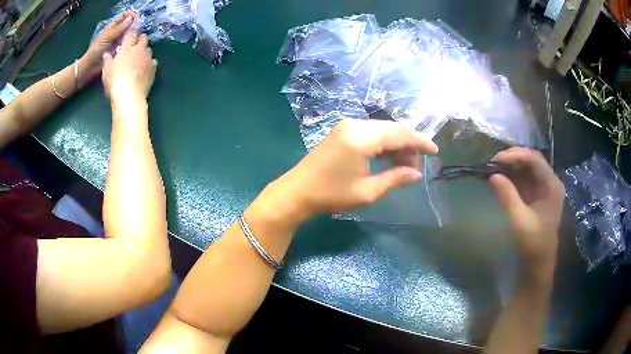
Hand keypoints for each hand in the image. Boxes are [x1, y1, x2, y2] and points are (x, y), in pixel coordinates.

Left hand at [80, 12, 137, 84]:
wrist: (90, 68)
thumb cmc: (96, 51)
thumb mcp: (107, 37)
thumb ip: (118, 28)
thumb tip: (131, 18)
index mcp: (112, 27)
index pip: (124, 16)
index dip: (130, 15)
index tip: (137, 18)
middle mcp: (116, 33)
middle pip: (127, 25)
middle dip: (133, 24)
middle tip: (138, 28)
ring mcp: (117, 42)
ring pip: (128, 34)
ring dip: (133, 34)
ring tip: (137, 36)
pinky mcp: (119, 51)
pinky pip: (127, 45)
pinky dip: (131, 43)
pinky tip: (134, 45)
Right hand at [102, 33, 157, 103]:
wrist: (129, 96)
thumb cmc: (115, 81)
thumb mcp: (106, 71)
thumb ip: (107, 60)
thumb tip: (107, 54)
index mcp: (128, 47)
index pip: (131, 34)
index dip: (129, 35)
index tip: (127, 38)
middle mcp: (140, 50)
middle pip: (143, 38)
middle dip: (139, 40)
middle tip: (133, 47)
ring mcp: (148, 59)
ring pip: (149, 49)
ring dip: (144, 51)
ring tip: (138, 59)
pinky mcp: (154, 69)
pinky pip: (153, 61)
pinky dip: (149, 63)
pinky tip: (145, 69)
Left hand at [266, 120, 437, 222]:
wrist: (297, 192)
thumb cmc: (331, 195)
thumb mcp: (367, 192)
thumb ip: (395, 179)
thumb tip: (417, 174)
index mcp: (361, 137)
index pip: (400, 133)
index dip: (420, 142)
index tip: (435, 151)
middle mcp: (355, 124)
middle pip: (392, 128)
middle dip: (409, 144)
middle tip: (416, 166)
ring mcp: (346, 126)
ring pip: (382, 130)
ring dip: (396, 144)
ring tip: (404, 166)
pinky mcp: (342, 131)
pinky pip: (370, 133)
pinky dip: (383, 144)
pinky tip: (389, 158)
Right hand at [489, 148, 564, 276]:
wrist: (539, 261)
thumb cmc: (533, 242)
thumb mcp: (519, 220)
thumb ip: (508, 196)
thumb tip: (492, 175)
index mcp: (552, 185)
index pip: (535, 159)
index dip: (516, 155)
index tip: (497, 159)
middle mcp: (550, 181)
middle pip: (532, 159)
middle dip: (513, 157)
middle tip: (494, 162)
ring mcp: (545, 187)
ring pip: (528, 166)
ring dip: (512, 165)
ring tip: (495, 167)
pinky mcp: (538, 193)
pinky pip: (526, 177)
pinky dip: (513, 175)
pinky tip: (502, 176)